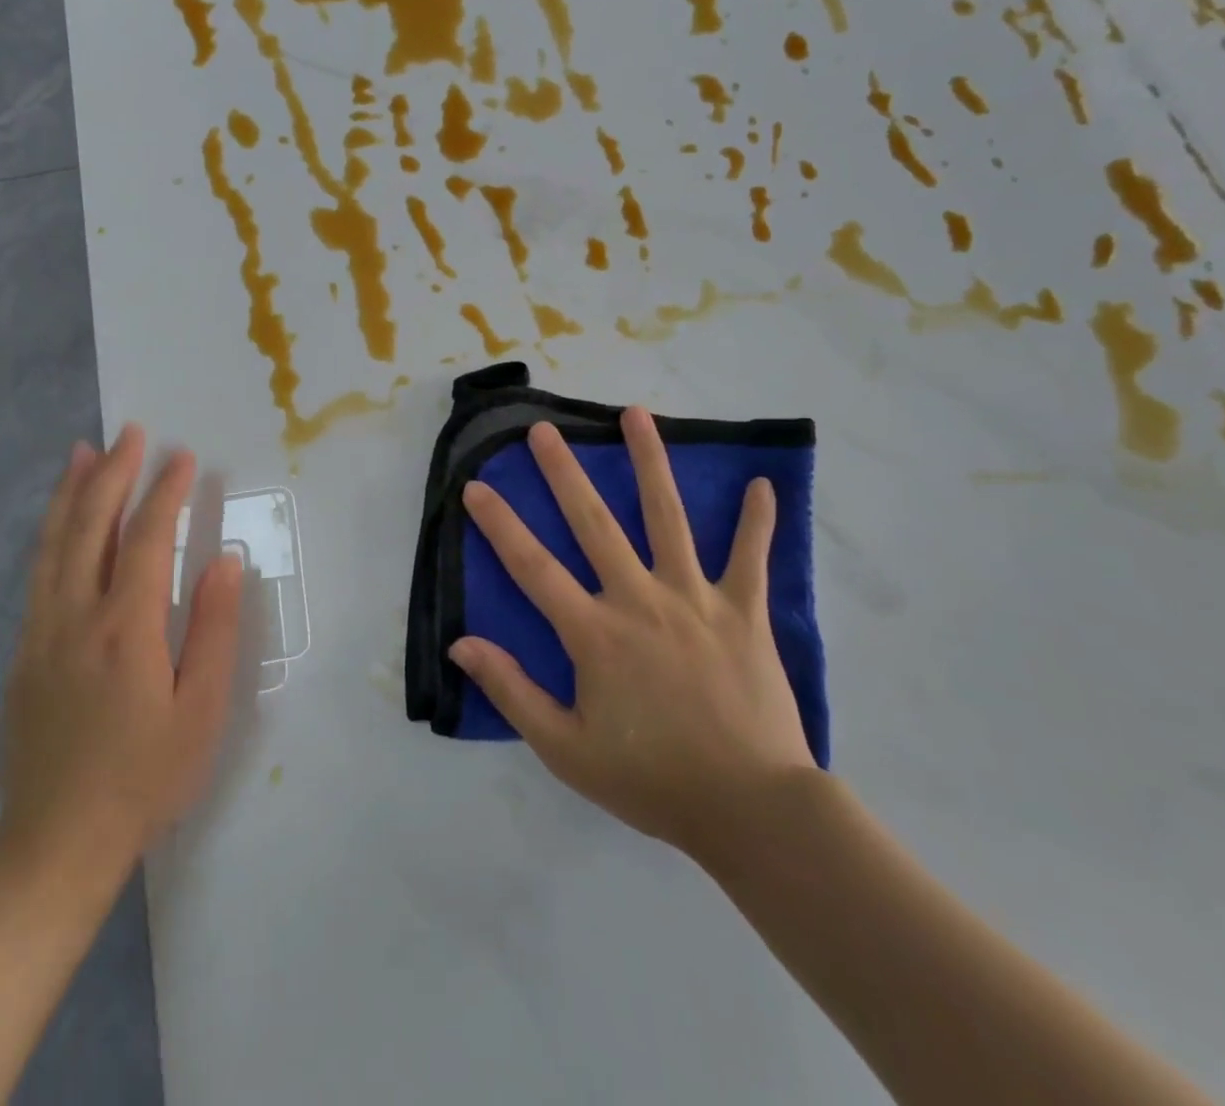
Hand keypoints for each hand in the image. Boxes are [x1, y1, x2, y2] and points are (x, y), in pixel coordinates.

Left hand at [0, 426, 244, 878]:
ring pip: (53, 544)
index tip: (182, 456)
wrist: (56, 844)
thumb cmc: (145, 778)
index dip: (165, 492)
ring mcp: (41, 632)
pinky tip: (59, 520)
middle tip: (131, 433)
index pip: (148, 539)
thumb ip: (215, 629)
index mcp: (125, 629)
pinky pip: (38, 573)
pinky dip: (50, 532)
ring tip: (83, 451)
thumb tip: (225, 560)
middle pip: (91, 527)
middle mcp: (75, 617)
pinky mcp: (23, 652)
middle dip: (113, 473)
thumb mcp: (201, 710)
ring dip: (71, 492)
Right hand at [448, 407, 813, 869]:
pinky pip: (750, 556)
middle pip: (594, 523)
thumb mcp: (565, 749)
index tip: (476, 486)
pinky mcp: (744, 611)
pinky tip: (763, 484)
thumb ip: (512, 691)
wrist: (750, 809)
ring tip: (636, 415)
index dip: (500, 524)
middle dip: (564, 472)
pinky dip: (757, 521)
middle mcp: (639, 599)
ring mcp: (695, 599)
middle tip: (544, 430)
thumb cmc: (651, 779)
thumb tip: (461, 644)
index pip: (533, 567)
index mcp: (594, 633)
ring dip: (650, 462)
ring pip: (668, 517)